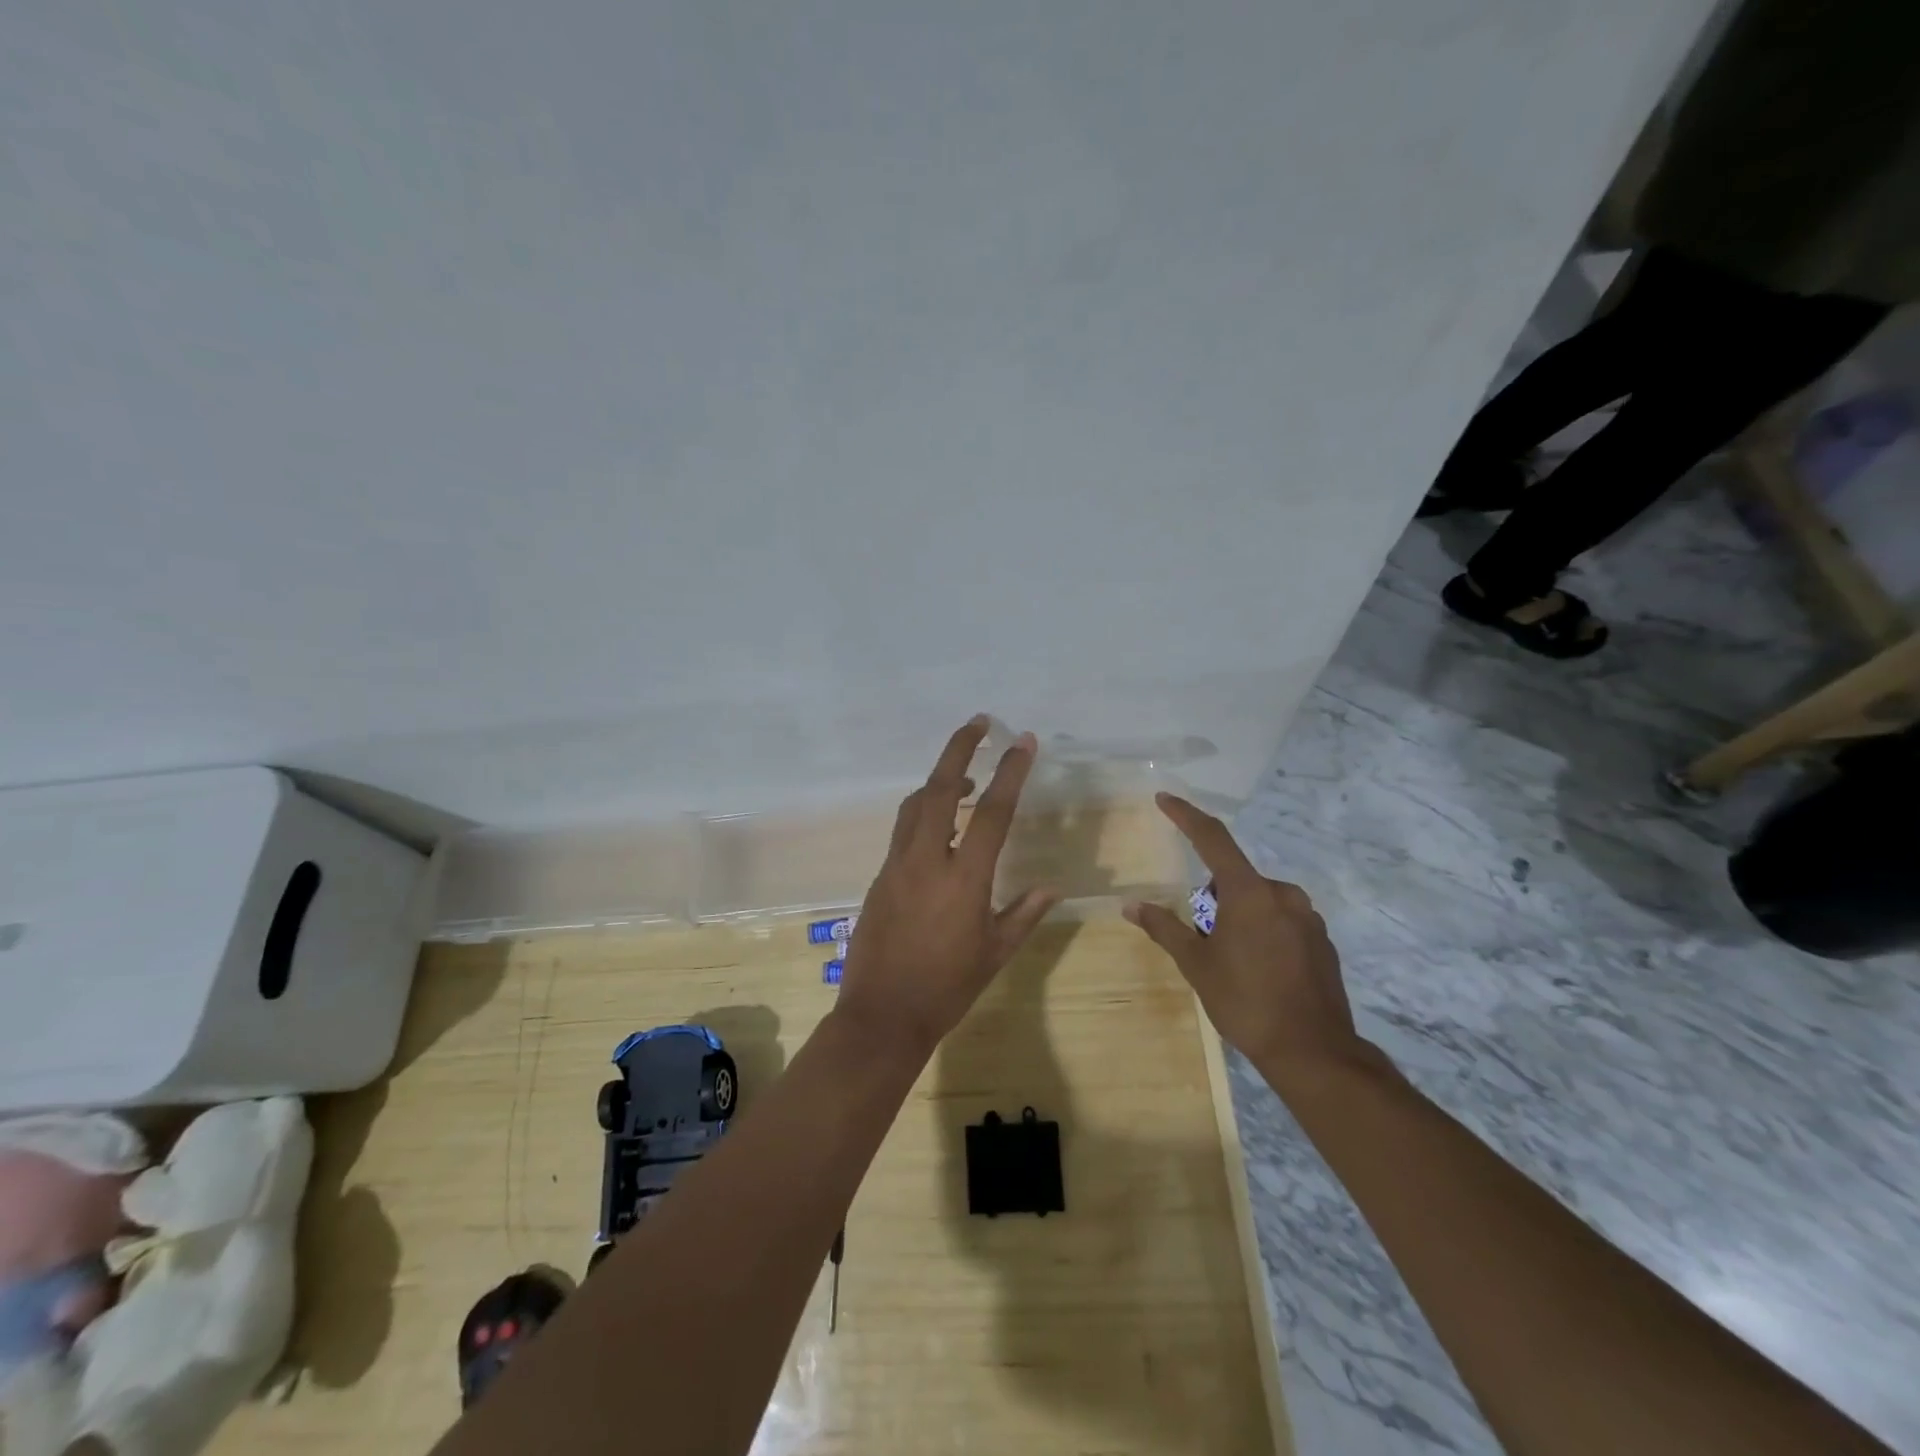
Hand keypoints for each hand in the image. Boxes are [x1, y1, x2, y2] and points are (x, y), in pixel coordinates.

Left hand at [837, 717, 1060, 1055]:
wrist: (882, 1015)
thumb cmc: (947, 988)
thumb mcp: (994, 953)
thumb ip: (1023, 914)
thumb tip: (1051, 887)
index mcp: (963, 878)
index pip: (993, 812)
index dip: (1011, 772)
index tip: (1023, 741)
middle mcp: (926, 860)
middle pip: (941, 788)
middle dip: (960, 749)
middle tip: (979, 723)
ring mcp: (897, 865)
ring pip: (915, 805)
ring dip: (941, 780)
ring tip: (968, 777)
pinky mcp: (879, 876)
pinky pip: (903, 830)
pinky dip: (923, 813)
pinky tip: (940, 828)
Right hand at [1123, 792, 1371, 1081]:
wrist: (1314, 1052)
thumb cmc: (1246, 1002)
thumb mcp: (1196, 965)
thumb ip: (1164, 928)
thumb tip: (1130, 906)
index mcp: (1249, 893)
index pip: (1212, 839)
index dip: (1186, 816)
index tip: (1165, 799)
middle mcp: (1283, 894)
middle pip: (1234, 880)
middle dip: (1213, 901)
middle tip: (1204, 942)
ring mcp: (1308, 917)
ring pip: (1259, 901)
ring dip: (1239, 917)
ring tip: (1234, 963)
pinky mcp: (1323, 940)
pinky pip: (1282, 921)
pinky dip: (1264, 933)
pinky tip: (1262, 973)